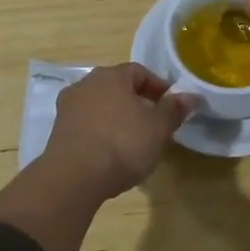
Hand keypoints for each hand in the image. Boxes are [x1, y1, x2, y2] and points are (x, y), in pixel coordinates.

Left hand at [42, 62, 194, 199]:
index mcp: (111, 75)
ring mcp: (68, 108)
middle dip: (137, 102)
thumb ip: (174, 109)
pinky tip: (111, 154)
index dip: (158, 87)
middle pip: (118, 88)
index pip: (140, 71)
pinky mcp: (58, 132)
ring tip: (133, 142)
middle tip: (154, 124)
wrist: (74, 178)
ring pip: (101, 106)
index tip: (172, 107)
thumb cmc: (122, 144)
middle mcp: (85, 84)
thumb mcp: (158, 128)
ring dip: (117, 118)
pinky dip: (101, 133)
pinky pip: (87, 125)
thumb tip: (191, 95)